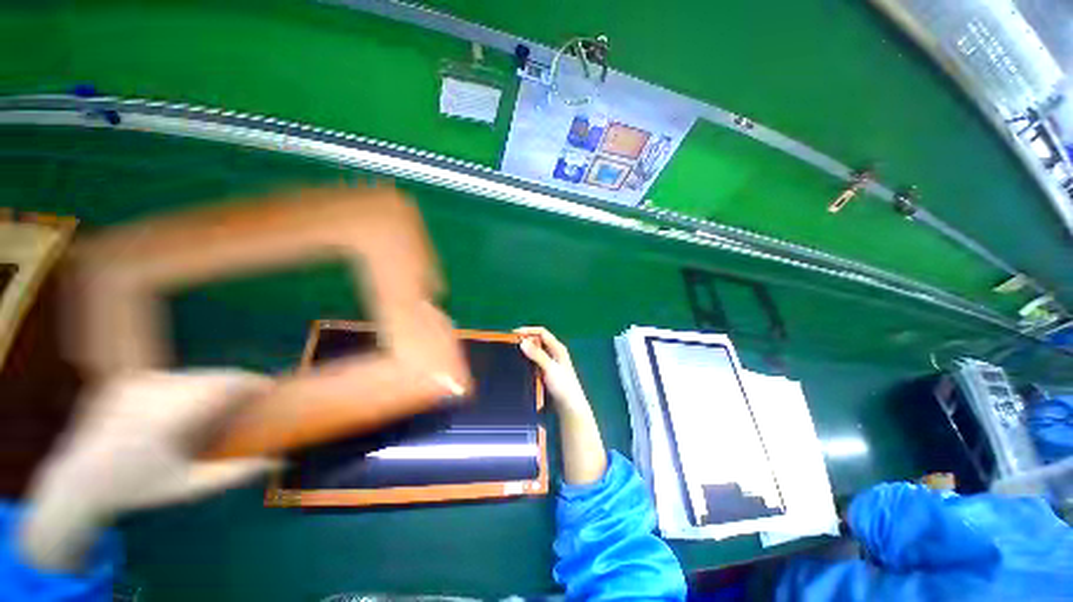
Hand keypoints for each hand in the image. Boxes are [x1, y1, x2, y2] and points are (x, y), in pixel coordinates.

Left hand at [20, 370, 280, 571]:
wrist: (77, 482)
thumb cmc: (137, 489)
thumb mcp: (188, 486)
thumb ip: (236, 473)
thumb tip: (281, 463)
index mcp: (168, 417)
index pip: (224, 384)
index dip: (252, 382)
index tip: (271, 387)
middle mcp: (151, 391)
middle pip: (211, 376)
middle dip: (234, 384)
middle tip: (248, 398)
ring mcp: (133, 382)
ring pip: (192, 374)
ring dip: (212, 385)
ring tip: (219, 403)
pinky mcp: (124, 379)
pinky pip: (171, 377)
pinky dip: (187, 386)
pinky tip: (183, 405)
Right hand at [515, 327, 589, 415]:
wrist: (569, 408)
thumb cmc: (564, 387)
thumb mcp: (549, 368)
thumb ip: (537, 355)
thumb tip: (523, 342)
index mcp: (558, 348)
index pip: (542, 333)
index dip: (528, 331)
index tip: (514, 334)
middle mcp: (554, 354)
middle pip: (537, 342)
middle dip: (524, 342)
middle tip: (510, 345)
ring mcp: (549, 364)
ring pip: (534, 354)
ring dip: (524, 353)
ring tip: (512, 355)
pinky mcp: (545, 374)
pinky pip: (532, 364)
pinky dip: (525, 363)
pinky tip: (518, 368)